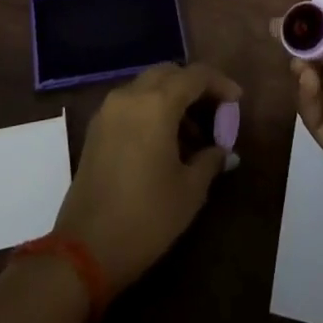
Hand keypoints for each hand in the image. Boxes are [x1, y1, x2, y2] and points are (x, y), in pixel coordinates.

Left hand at [54, 62, 240, 290]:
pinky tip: (164, 141)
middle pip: (168, 73)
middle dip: (194, 86)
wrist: (85, 249)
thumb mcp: (189, 191)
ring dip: (172, 98)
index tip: (237, 100)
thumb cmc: (146, 218)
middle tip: (215, 112)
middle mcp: (130, 96)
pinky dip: (151, 109)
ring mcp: (109, 110)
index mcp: (156, 104)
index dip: (220, 83)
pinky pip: (131, 102)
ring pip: (147, 85)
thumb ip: (210, 160)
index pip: (195, 75)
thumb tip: (224, 150)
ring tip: (193, 135)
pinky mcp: (96, 128)